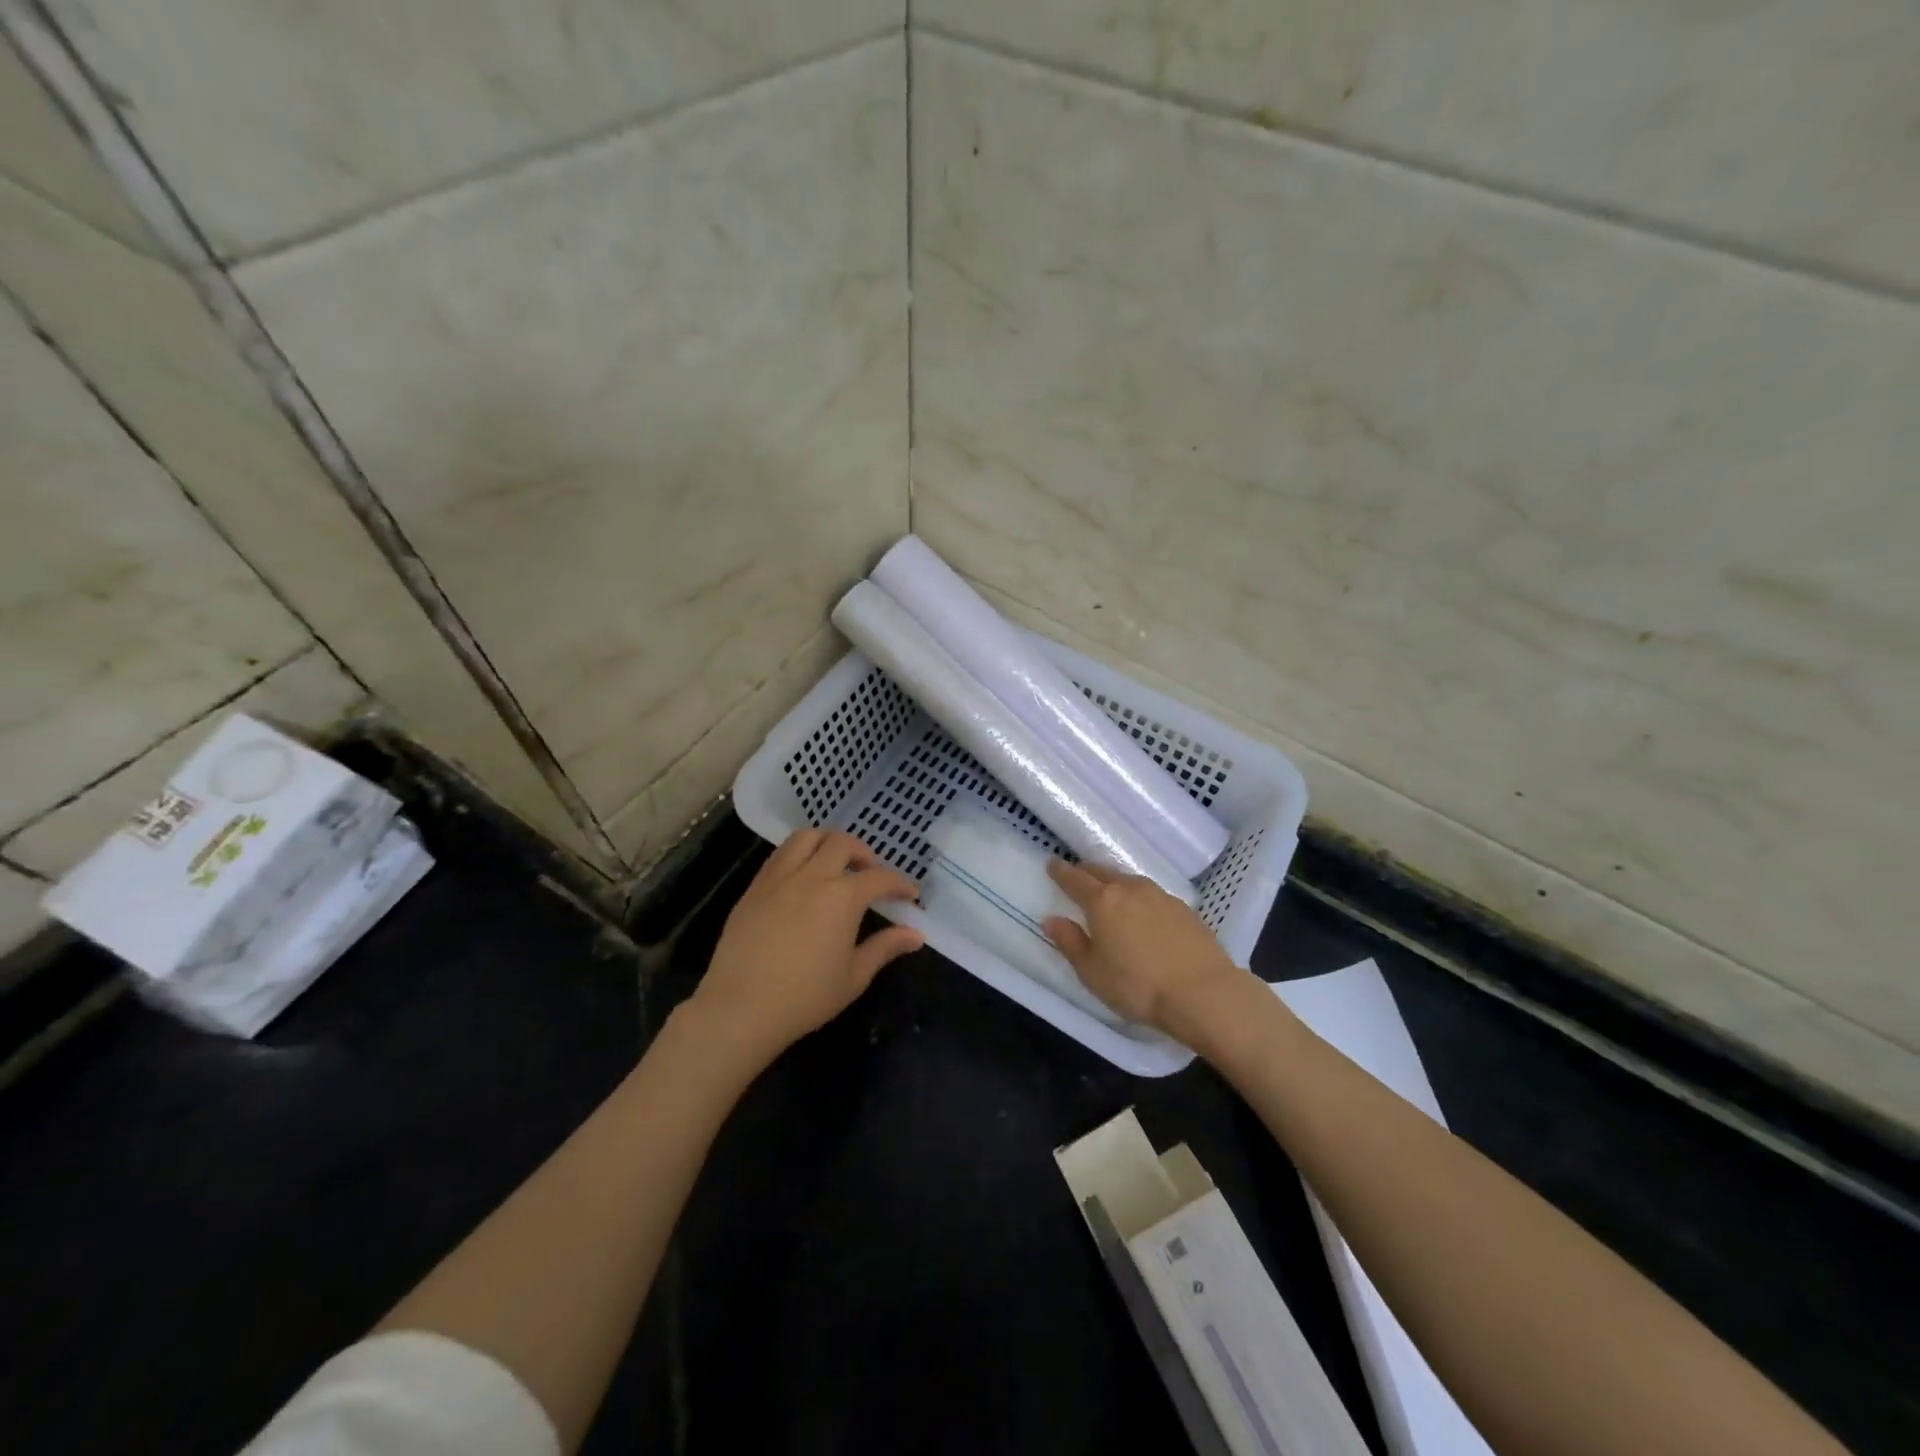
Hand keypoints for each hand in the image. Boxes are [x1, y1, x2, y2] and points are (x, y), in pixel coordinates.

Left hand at [688, 829, 923, 1067]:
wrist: (740, 1008)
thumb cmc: (804, 997)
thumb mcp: (854, 977)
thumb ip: (885, 948)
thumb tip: (916, 935)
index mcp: (842, 897)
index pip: (880, 878)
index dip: (899, 884)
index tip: (909, 894)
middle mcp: (812, 876)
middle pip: (842, 843)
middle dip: (864, 853)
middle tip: (869, 873)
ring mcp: (779, 878)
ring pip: (807, 837)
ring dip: (828, 842)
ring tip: (835, 863)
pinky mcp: (754, 887)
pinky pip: (780, 854)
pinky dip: (799, 854)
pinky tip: (803, 877)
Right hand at [1043, 860, 1246, 1036]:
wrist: (1203, 993)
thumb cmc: (1137, 986)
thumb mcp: (1092, 972)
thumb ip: (1070, 943)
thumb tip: (1052, 920)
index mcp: (1102, 901)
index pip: (1075, 879)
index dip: (1060, 872)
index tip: (1052, 864)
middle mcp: (1130, 889)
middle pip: (1102, 872)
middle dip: (1086, 872)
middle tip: (1078, 877)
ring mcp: (1160, 895)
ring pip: (1129, 881)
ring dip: (1115, 883)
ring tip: (1110, 895)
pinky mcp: (1184, 908)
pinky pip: (1152, 895)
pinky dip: (1139, 898)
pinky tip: (1143, 914)